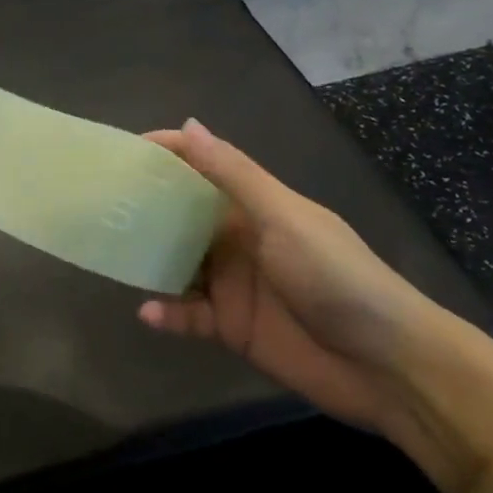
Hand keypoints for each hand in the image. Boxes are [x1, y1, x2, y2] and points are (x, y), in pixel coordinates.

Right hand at [139, 119, 444, 437]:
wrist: (390, 367)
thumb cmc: (338, 278)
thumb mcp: (283, 219)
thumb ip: (233, 176)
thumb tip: (188, 125)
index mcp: (254, 205)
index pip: (203, 167)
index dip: (167, 154)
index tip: (123, 152)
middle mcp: (239, 238)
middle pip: (183, 215)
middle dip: (146, 208)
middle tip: (102, 205)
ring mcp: (234, 284)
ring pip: (179, 264)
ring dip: (150, 261)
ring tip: (112, 256)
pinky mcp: (232, 327)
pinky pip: (188, 314)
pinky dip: (168, 313)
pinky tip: (148, 313)